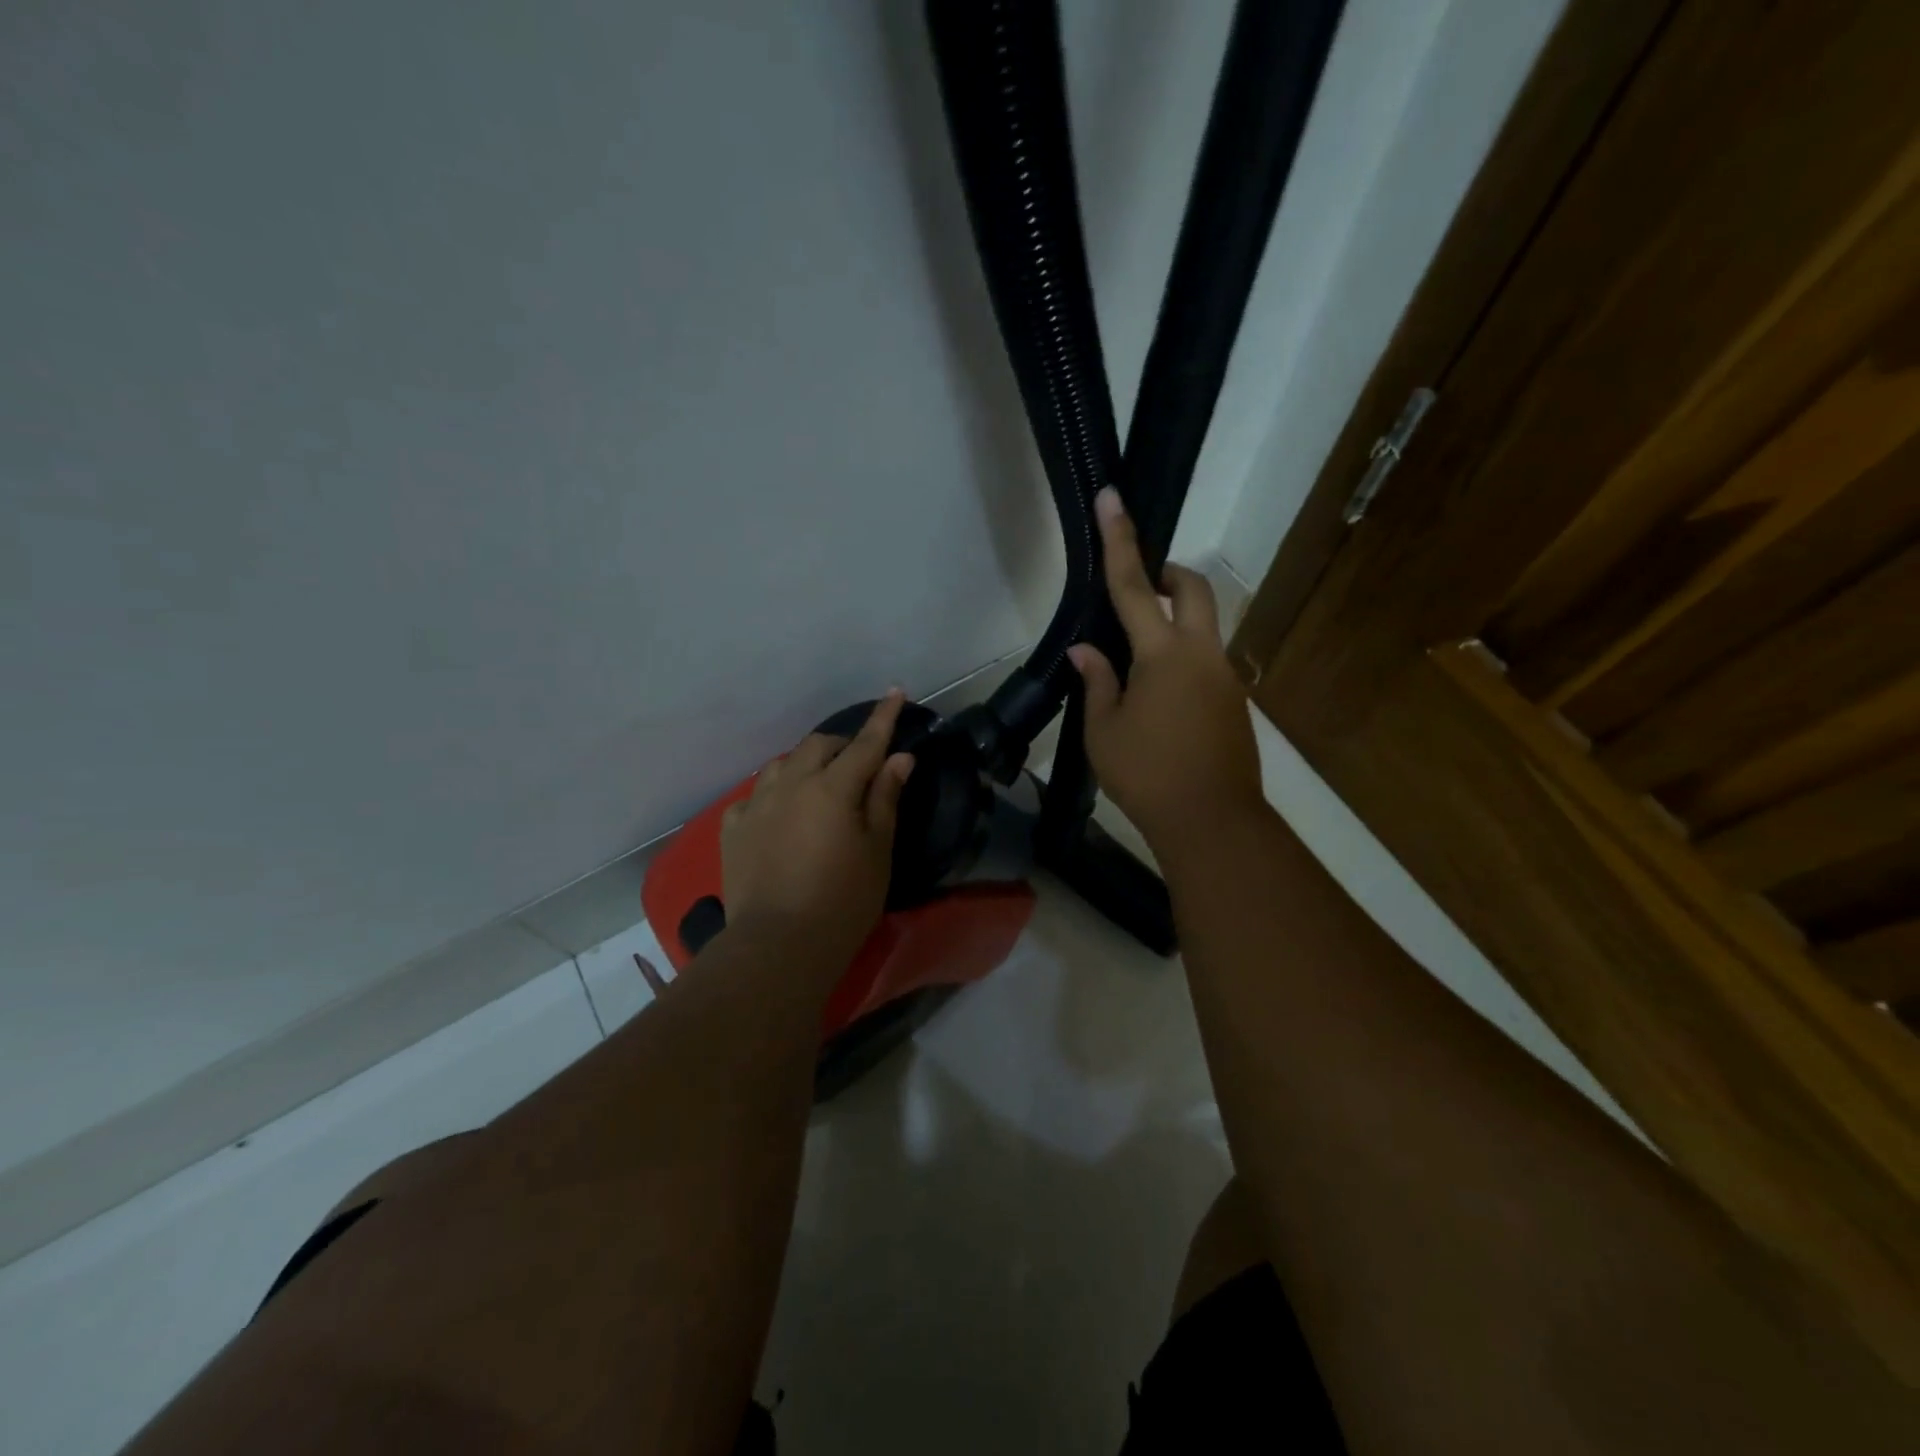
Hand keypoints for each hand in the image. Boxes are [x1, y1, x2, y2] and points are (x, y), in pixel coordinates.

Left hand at [721, 690, 915, 960]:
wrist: (779, 943)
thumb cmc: (843, 900)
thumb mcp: (877, 850)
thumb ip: (885, 798)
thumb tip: (900, 758)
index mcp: (833, 788)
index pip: (865, 743)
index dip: (883, 717)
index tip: (894, 691)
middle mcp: (792, 784)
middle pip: (819, 745)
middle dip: (842, 744)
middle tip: (859, 761)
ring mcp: (757, 804)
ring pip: (783, 765)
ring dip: (805, 764)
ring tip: (818, 784)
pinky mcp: (733, 827)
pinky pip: (755, 795)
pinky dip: (774, 794)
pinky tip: (779, 813)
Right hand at [1068, 488, 1262, 851]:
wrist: (1212, 822)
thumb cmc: (1146, 775)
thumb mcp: (1104, 730)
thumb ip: (1097, 680)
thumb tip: (1086, 649)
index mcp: (1163, 654)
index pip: (1135, 586)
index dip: (1120, 541)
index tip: (1113, 498)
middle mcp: (1202, 654)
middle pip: (1195, 589)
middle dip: (1170, 575)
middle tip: (1142, 590)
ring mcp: (1226, 677)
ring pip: (1205, 627)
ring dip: (1176, 624)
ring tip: (1138, 666)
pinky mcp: (1235, 702)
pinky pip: (1208, 662)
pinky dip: (1183, 660)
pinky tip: (1161, 702)